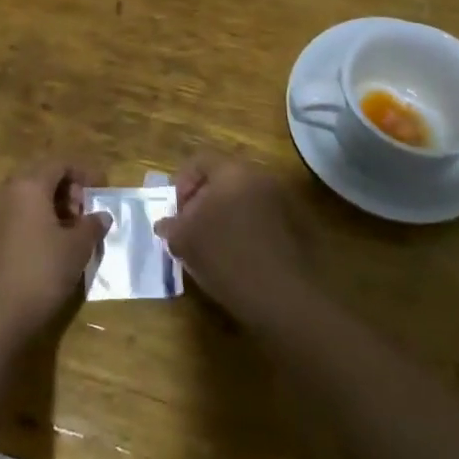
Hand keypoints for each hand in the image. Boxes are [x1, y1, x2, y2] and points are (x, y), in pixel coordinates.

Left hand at [0, 161, 110, 346]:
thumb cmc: (42, 272)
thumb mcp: (77, 248)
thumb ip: (92, 225)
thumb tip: (102, 215)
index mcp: (29, 184)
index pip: (60, 163)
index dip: (84, 172)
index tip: (103, 189)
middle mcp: (9, 190)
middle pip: (43, 174)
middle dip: (68, 187)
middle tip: (87, 210)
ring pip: (30, 193)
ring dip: (54, 202)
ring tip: (74, 227)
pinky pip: (20, 210)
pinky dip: (40, 215)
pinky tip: (55, 240)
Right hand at [156, 157, 309, 328]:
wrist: (282, 296)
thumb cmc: (226, 257)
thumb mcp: (185, 241)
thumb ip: (171, 226)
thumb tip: (165, 224)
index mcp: (232, 171)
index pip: (199, 162)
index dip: (181, 185)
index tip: (177, 214)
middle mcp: (259, 176)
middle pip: (221, 179)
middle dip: (202, 202)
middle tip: (190, 230)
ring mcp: (280, 200)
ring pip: (240, 200)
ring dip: (223, 217)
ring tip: (211, 247)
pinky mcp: (293, 225)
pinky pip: (259, 218)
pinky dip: (243, 230)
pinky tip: (236, 258)